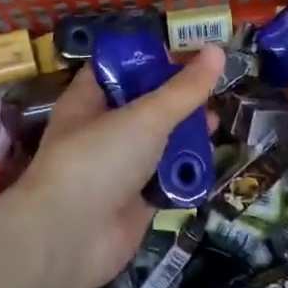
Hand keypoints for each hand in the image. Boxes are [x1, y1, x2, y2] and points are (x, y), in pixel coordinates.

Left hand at [11, 46, 225, 287]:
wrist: (69, 239)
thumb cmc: (99, 160)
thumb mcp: (145, 116)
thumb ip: (184, 89)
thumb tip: (217, 49)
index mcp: (89, 100)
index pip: (119, 68)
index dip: (151, 58)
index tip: (189, 52)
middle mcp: (101, 131)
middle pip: (144, 107)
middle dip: (178, 102)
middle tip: (213, 92)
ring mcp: (117, 169)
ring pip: (157, 145)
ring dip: (185, 139)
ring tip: (216, 127)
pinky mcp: (134, 203)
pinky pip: (164, 181)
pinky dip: (183, 176)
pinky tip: (209, 166)